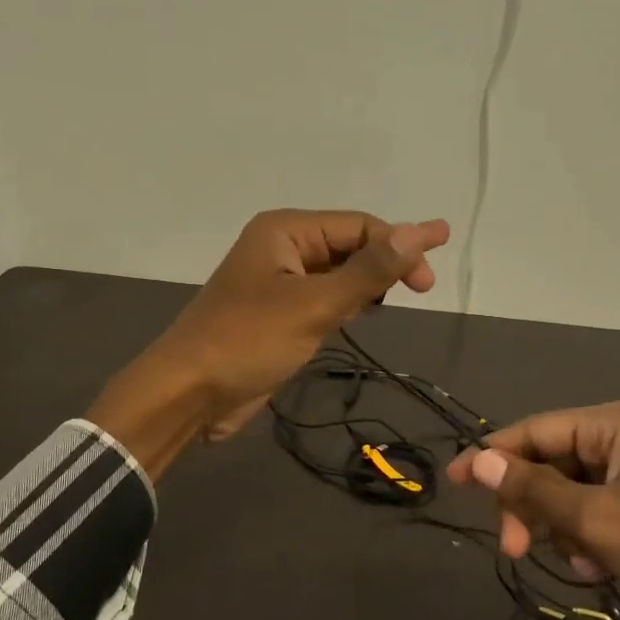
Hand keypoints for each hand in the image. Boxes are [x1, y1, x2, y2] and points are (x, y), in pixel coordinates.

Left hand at [91, 210, 448, 476]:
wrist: (189, 393)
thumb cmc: (248, 341)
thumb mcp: (314, 305)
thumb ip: (368, 271)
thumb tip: (419, 232)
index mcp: (285, 231)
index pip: (358, 226)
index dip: (400, 245)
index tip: (430, 279)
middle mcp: (283, 248)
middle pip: (350, 245)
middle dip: (386, 262)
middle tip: (424, 289)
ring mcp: (279, 282)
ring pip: (339, 273)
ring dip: (368, 283)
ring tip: (397, 297)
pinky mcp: (279, 314)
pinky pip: (325, 297)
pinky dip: (348, 302)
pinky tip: (365, 312)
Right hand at [447, 399, 619, 619]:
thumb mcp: (596, 520)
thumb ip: (532, 488)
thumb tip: (474, 460)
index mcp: (618, 423)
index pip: (537, 429)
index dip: (492, 456)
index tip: (453, 483)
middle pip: (551, 463)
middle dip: (532, 506)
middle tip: (512, 549)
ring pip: (570, 494)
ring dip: (562, 530)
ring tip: (582, 564)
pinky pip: (595, 515)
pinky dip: (588, 542)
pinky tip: (602, 571)